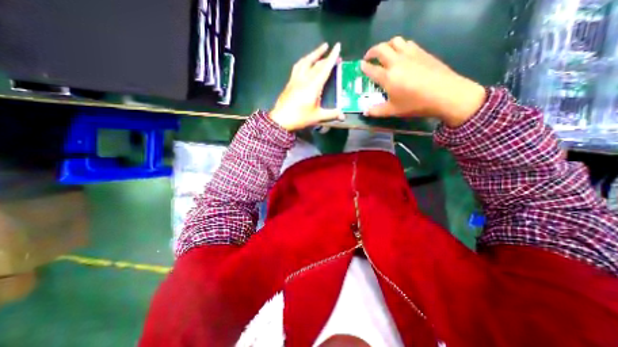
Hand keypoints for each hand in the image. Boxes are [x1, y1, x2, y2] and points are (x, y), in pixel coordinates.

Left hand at [269, 43, 345, 131]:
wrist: (281, 119)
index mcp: (313, 86)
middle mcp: (305, 79)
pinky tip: (305, 61)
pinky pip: (297, 66)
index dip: (332, 57)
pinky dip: (304, 61)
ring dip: (314, 54)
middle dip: (326, 56)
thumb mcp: (317, 117)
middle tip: (333, 52)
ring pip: (305, 61)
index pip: (325, 68)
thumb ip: (331, 114)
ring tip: (320, 49)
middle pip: (316, 64)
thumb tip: (343, 115)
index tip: (337, 46)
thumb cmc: (300, 117)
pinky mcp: (290, 82)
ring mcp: (296, 79)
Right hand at [363, 37, 487, 128]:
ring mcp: (410, 54)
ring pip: (395, 41)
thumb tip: (365, 112)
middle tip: (368, 58)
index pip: (371, 69)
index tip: (360, 66)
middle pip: (380, 49)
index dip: (364, 67)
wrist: (446, 94)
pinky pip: (407, 43)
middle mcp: (396, 62)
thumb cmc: (416, 104)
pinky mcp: (422, 52)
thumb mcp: (393, 110)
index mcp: (388, 77)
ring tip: (384, 54)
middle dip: (371, 52)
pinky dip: (400, 46)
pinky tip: (401, 54)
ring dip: (386, 46)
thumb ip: (377, 111)